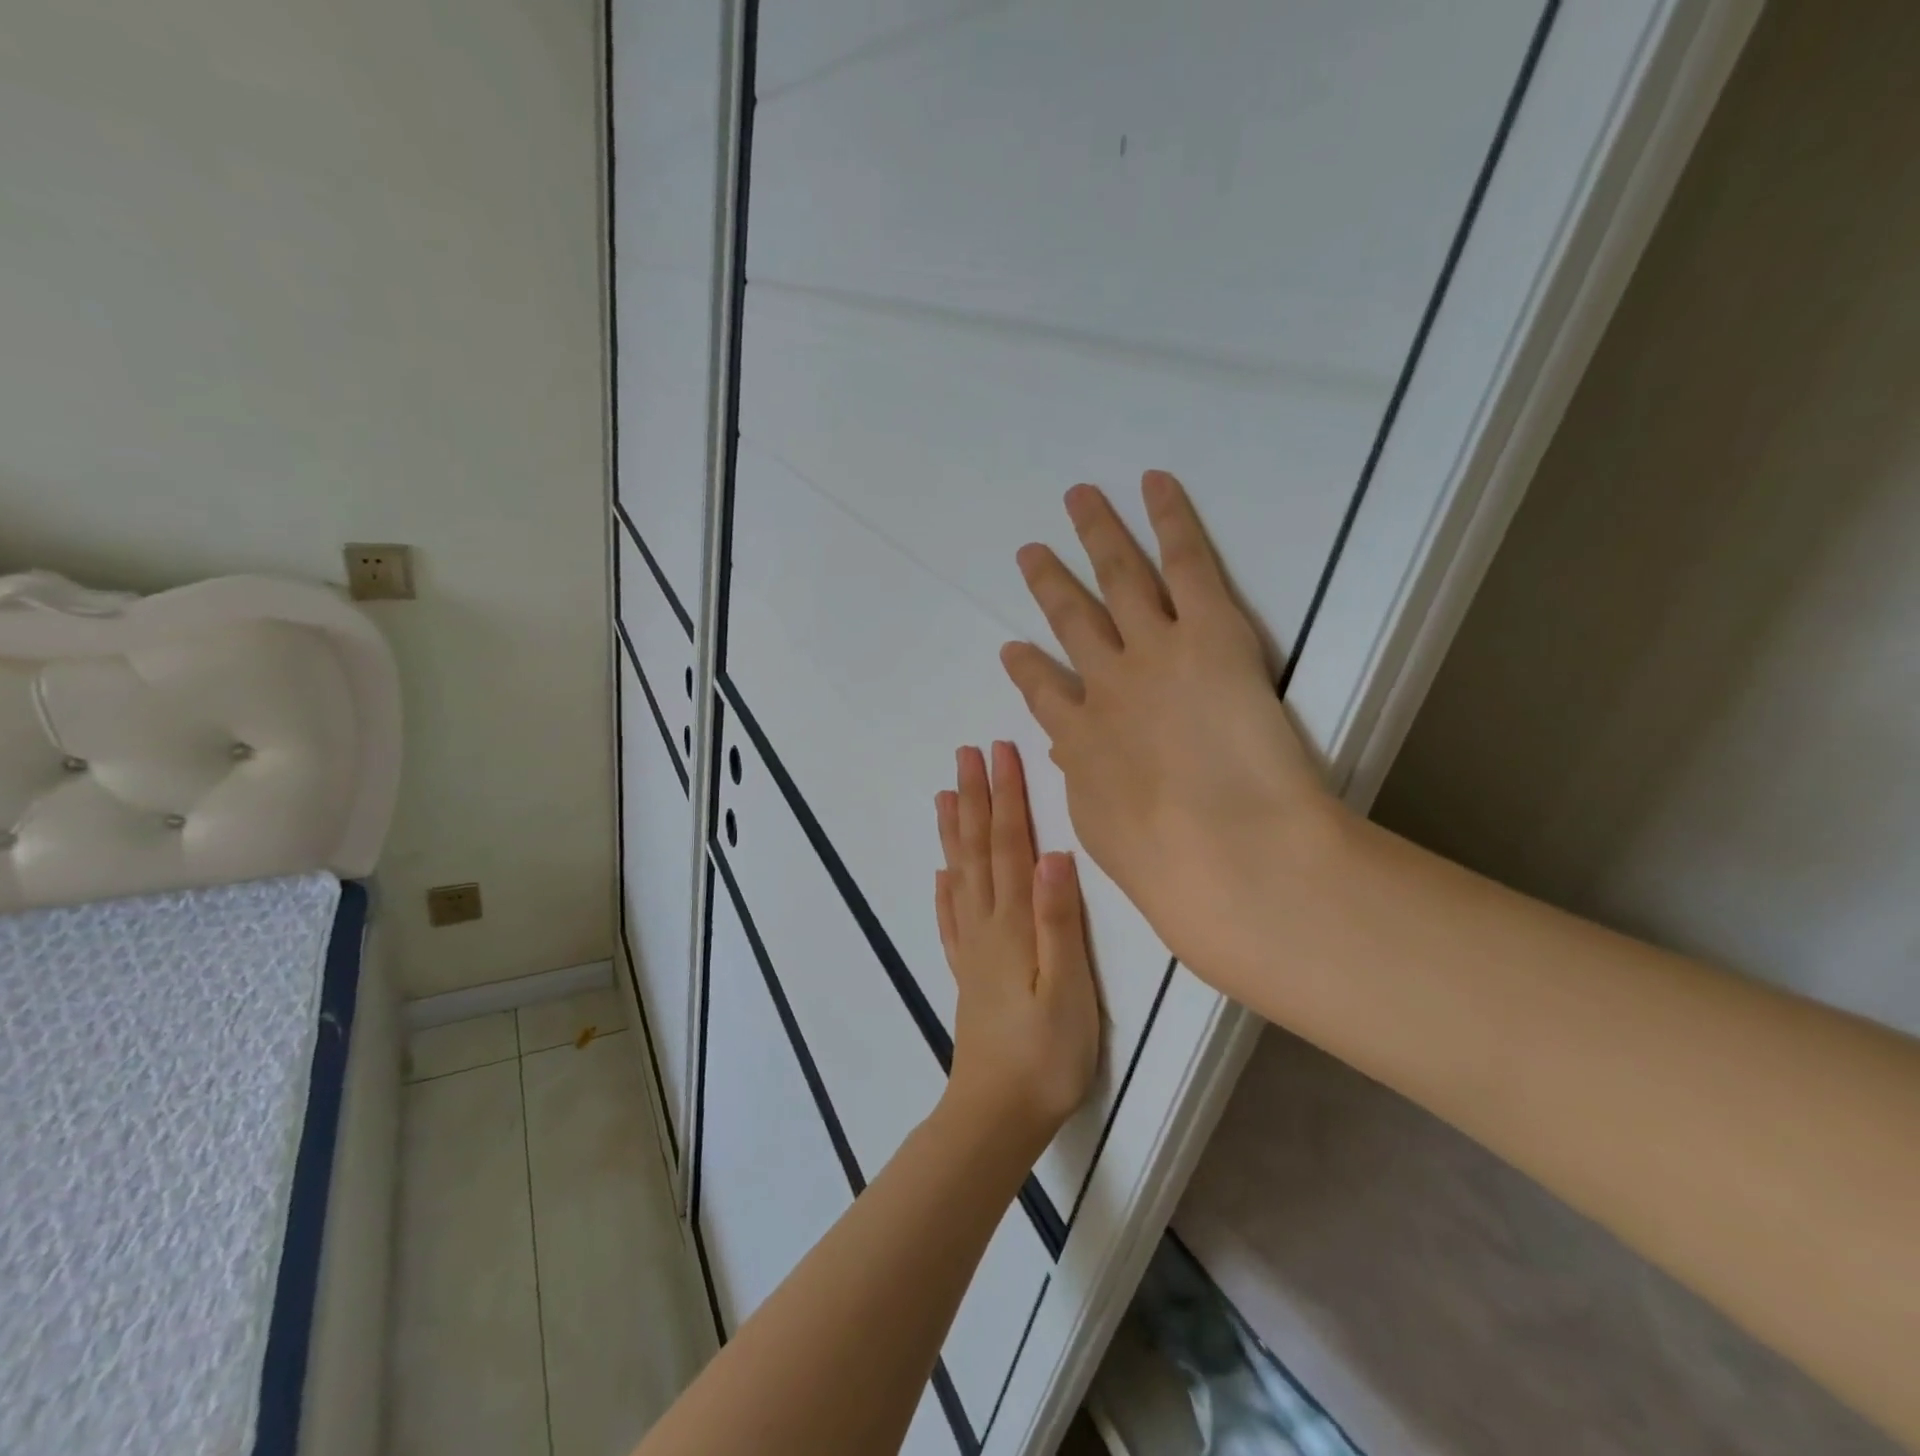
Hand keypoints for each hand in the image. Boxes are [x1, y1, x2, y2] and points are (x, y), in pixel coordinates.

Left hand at [934, 741, 1100, 1154]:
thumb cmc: (1046, 1053)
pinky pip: (950, 919)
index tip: (1000, 752)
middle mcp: (986, 926)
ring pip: (960, 875)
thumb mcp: (1069, 987)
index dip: (1006, 796)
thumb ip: (1059, 919)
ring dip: (955, 832)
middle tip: (966, 754)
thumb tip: (1054, 853)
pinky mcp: (967, 974)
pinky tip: (942, 875)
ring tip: (945, 795)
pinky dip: (945, 890)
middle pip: (980, 850)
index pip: (1010, 844)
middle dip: (976, 798)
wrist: (997, 1113)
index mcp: (1012, 923)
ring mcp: (971, 949)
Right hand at [999, 471, 1344, 990]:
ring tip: (1079, 500)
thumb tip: (1076, 762)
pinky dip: (1169, 519)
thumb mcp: (1105, 834)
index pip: (1044, 695)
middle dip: (1049, 585)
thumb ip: (1088, 788)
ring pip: (1118, 578)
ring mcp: (1153, 652)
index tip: (1013, 651)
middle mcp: (1106, 686)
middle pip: (1071, 621)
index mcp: (1081, 741)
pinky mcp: (1211, 633)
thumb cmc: (1169, 869)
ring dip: (1097, 535)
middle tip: (1031, 554)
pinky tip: (1154, 485)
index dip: (1027, 670)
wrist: (1227, 855)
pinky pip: (1186, 564)